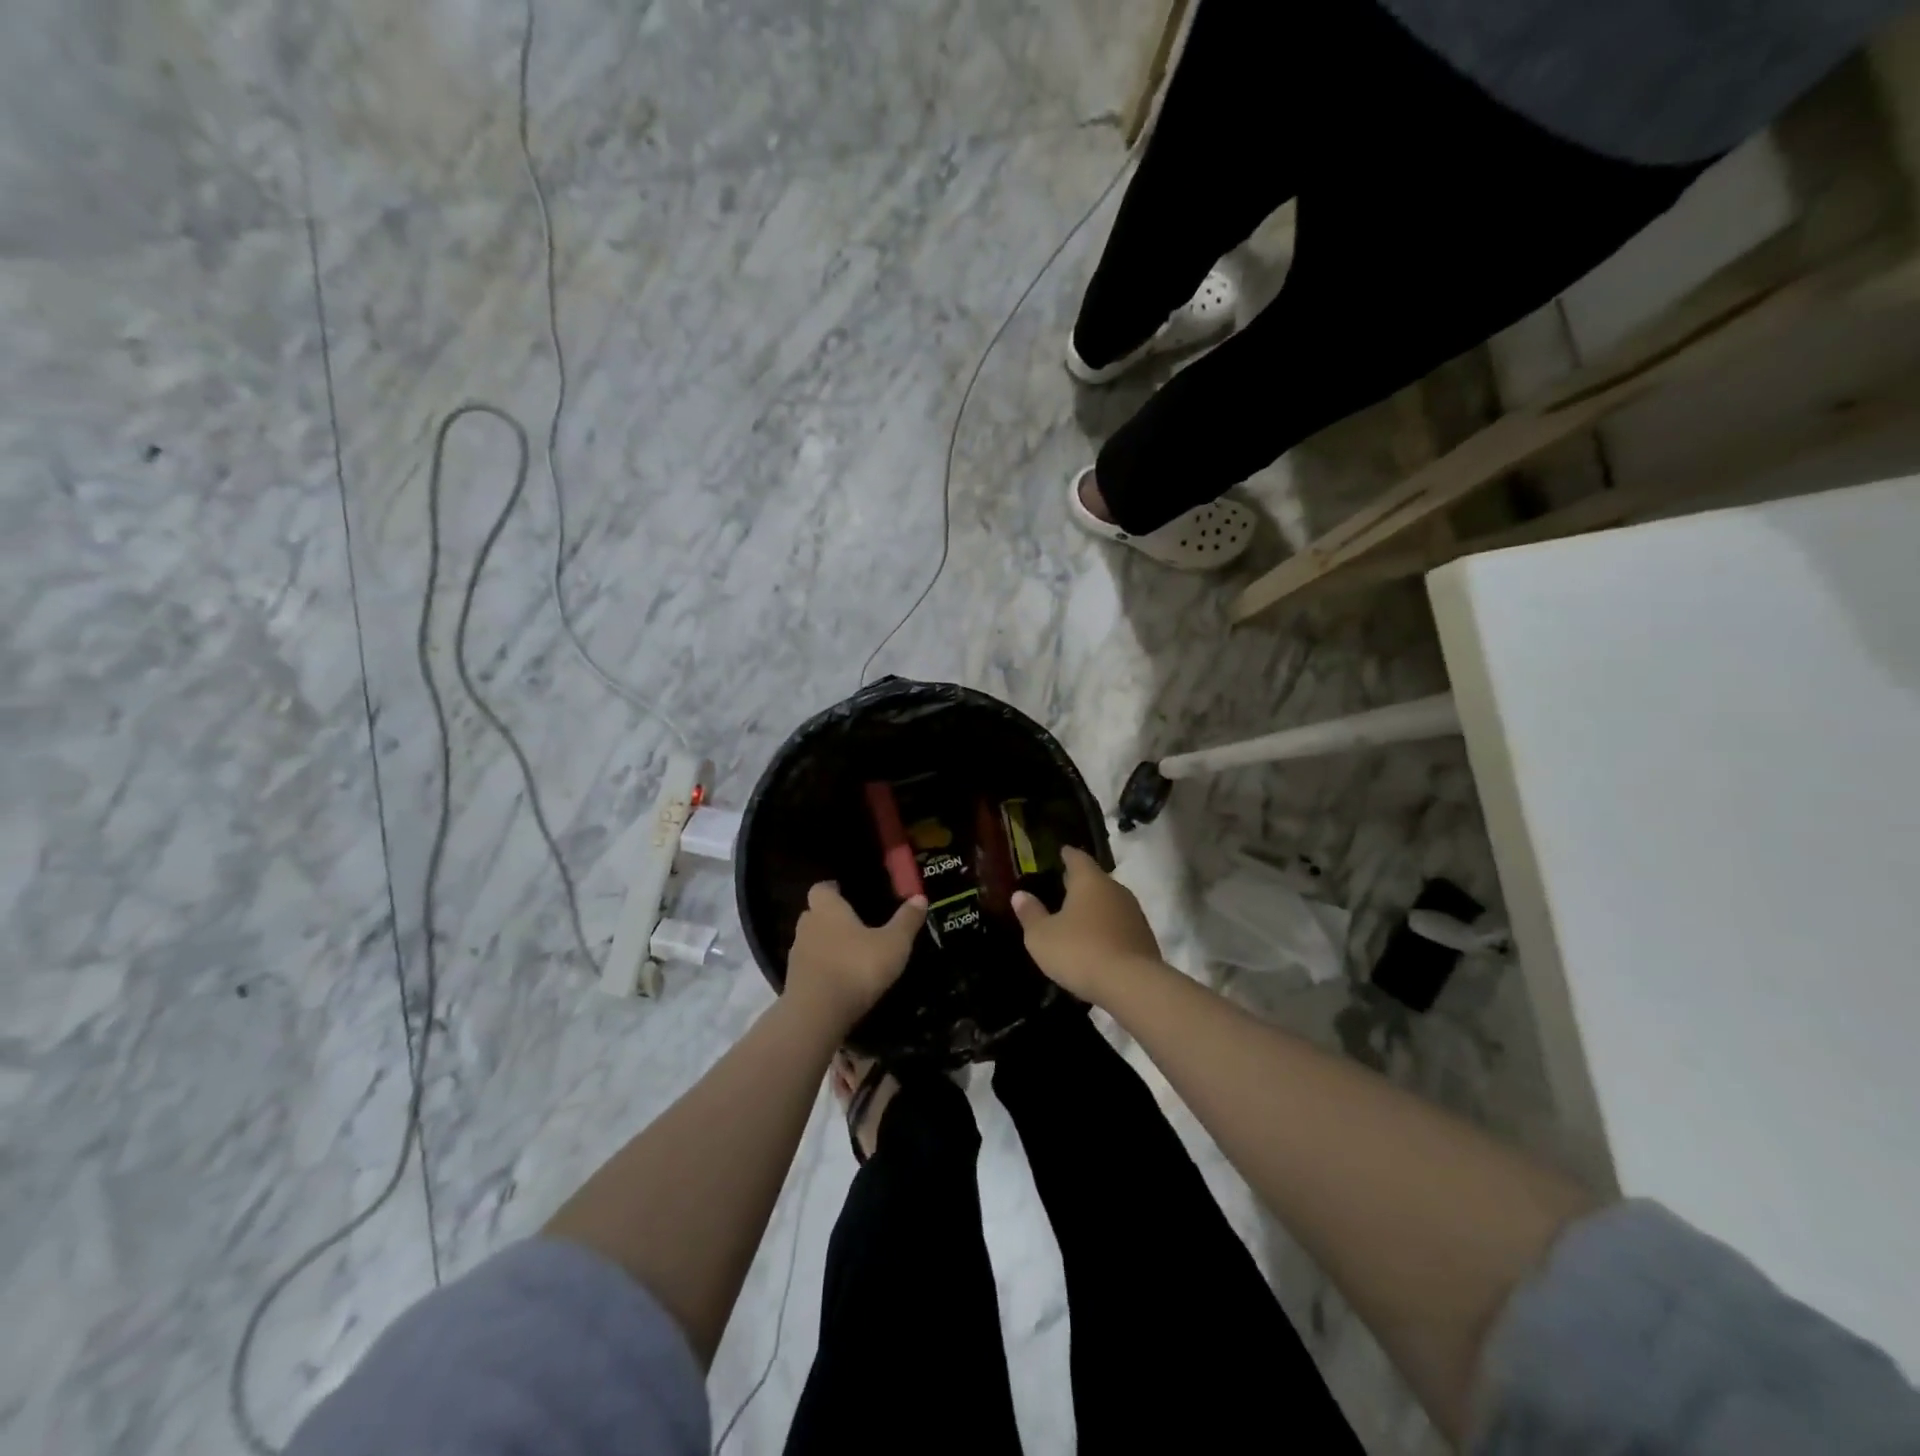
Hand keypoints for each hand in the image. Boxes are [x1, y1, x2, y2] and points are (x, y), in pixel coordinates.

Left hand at [785, 883, 926, 1028]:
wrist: (817, 1014)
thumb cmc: (857, 967)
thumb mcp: (893, 944)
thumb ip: (906, 921)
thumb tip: (920, 897)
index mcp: (828, 908)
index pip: (822, 888)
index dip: (833, 889)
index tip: (845, 891)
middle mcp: (808, 926)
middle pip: (814, 914)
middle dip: (830, 917)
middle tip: (853, 923)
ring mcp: (797, 955)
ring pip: (811, 941)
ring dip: (826, 945)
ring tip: (849, 953)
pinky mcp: (794, 982)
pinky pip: (809, 967)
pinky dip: (822, 969)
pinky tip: (840, 979)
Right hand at [1011, 846, 1160, 1003]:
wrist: (1131, 985)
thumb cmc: (1079, 951)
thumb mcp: (1041, 936)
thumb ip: (1030, 914)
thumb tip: (1020, 895)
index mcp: (1089, 881)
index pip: (1077, 858)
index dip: (1067, 855)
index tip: (1061, 852)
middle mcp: (1115, 890)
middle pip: (1096, 880)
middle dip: (1080, 883)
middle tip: (1064, 886)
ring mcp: (1134, 914)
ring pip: (1110, 902)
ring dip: (1096, 908)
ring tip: (1079, 917)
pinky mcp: (1145, 938)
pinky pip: (1120, 925)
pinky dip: (1108, 929)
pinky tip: (1097, 942)